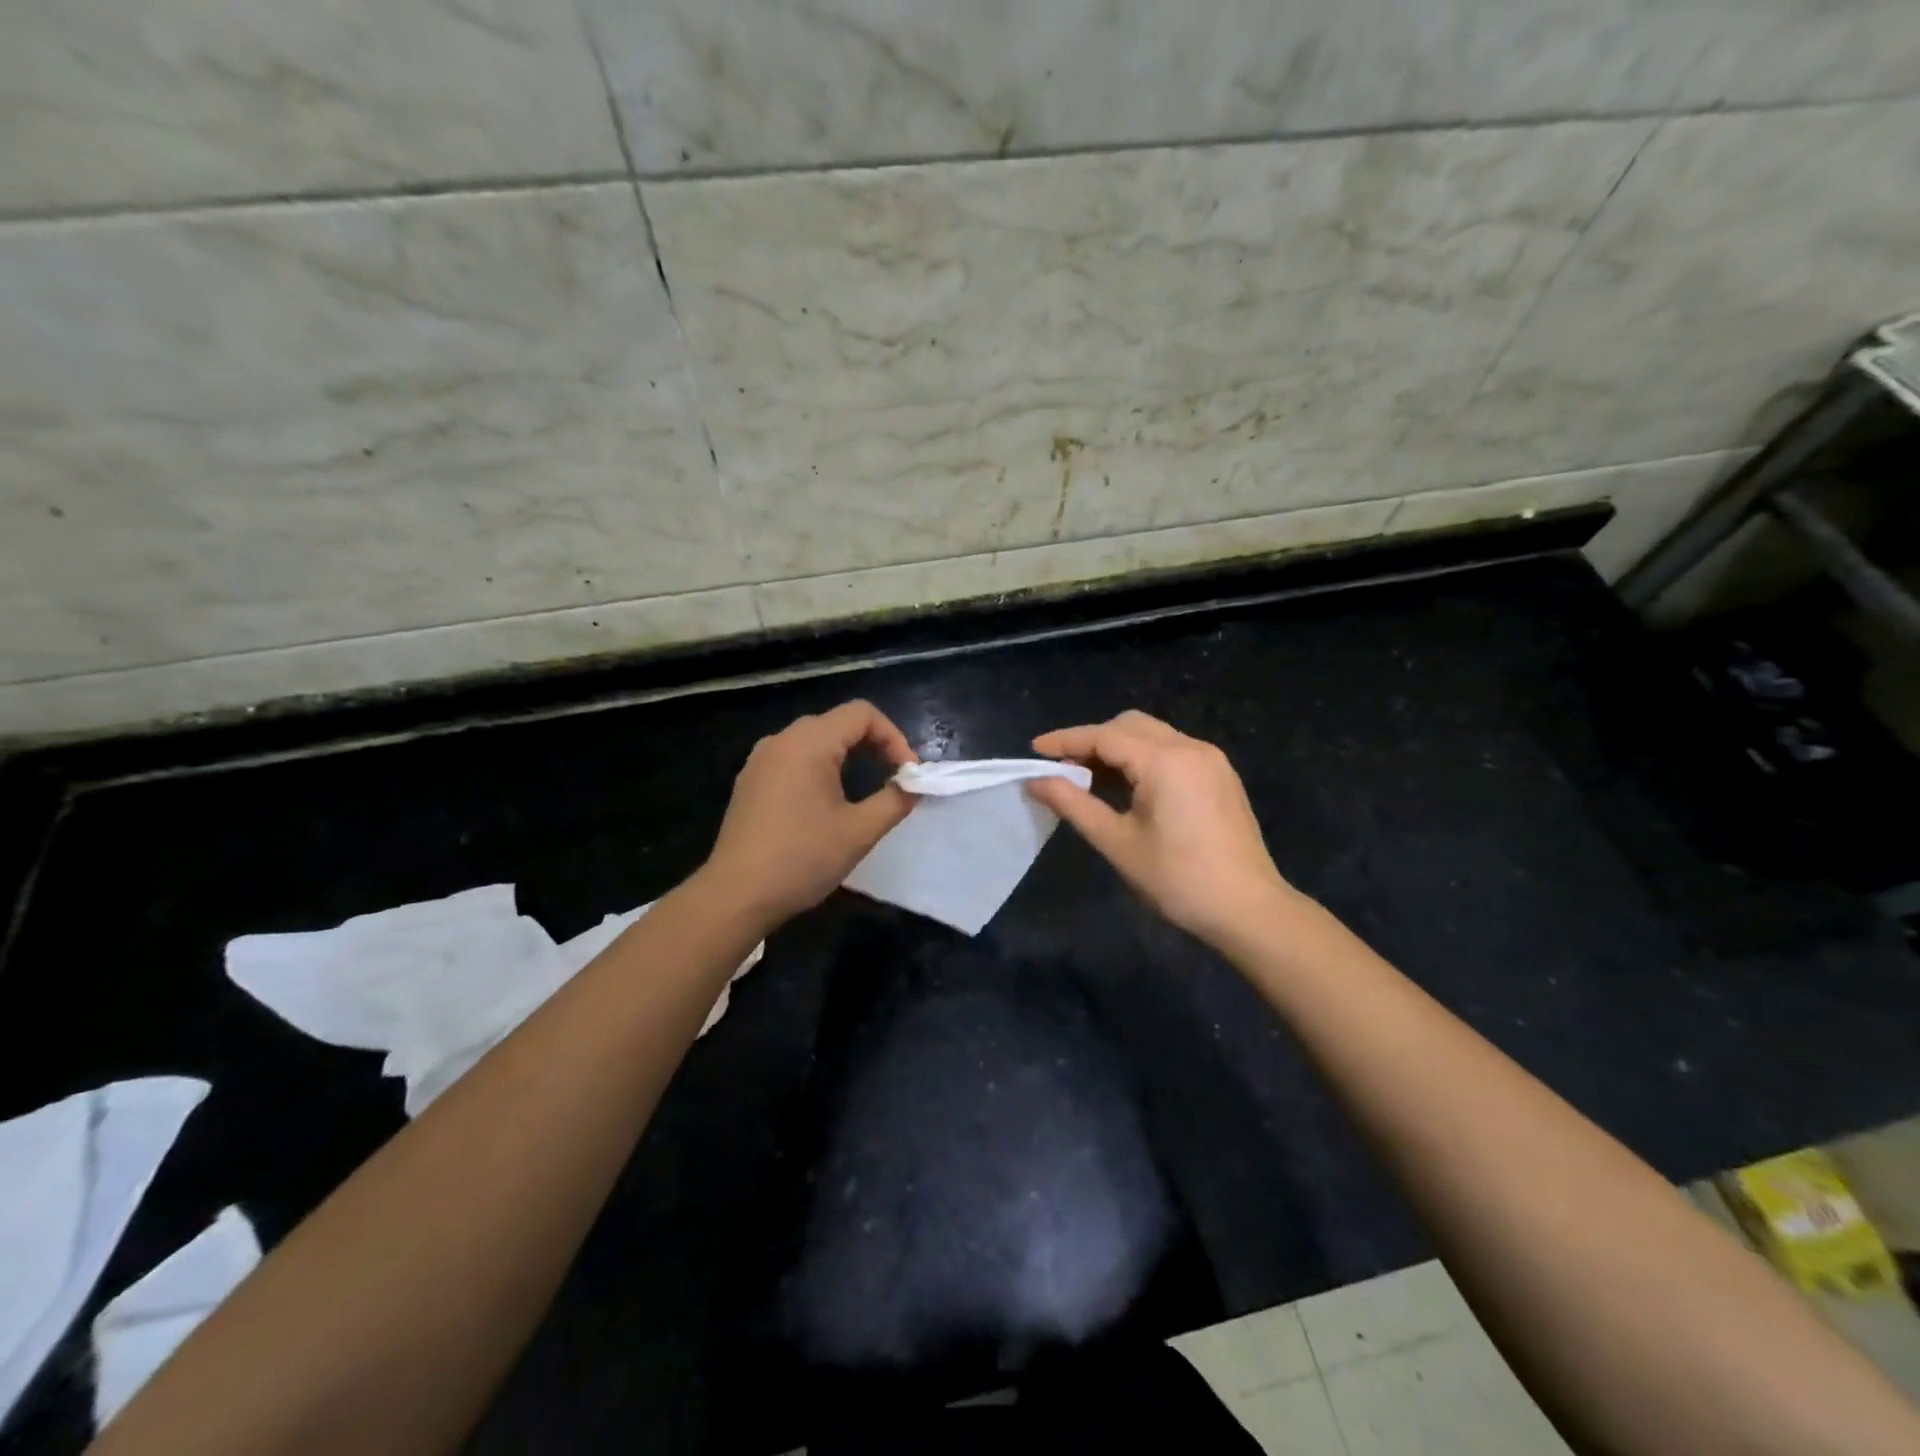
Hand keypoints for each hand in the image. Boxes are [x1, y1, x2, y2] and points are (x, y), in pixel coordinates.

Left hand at [701, 700, 917, 932]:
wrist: (736, 895)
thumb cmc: (802, 859)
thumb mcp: (860, 832)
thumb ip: (895, 800)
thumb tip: (913, 786)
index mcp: (809, 743)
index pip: (862, 714)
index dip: (893, 736)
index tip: (907, 773)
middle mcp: (782, 740)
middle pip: (837, 723)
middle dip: (872, 745)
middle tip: (893, 779)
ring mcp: (760, 759)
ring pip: (814, 740)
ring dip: (846, 756)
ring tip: (864, 789)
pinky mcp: (750, 781)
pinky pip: (793, 758)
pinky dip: (819, 767)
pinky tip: (824, 803)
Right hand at [1028, 710, 1294, 944]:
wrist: (1249, 910)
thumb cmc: (1177, 879)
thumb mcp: (1117, 842)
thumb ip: (1073, 804)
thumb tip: (1035, 781)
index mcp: (1165, 760)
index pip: (1104, 736)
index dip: (1066, 741)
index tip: (1034, 750)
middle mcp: (1190, 747)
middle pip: (1129, 725)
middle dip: (1092, 740)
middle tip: (1063, 769)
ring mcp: (1210, 760)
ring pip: (1152, 735)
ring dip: (1118, 748)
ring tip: (1089, 779)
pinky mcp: (1220, 776)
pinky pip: (1172, 750)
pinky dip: (1143, 758)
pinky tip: (1128, 787)